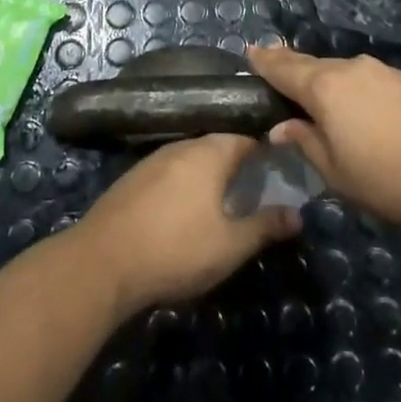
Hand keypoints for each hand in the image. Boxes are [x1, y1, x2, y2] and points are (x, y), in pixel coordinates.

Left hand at [73, 134, 300, 315]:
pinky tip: (183, 214)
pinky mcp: (131, 179)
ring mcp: (152, 160)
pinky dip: (182, 187)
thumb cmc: (176, 249)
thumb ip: (266, 226)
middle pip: (217, 147)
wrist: (102, 262)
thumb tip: (298, 214)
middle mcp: (181, 146)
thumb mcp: (231, 245)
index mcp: (210, 152)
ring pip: (191, 160)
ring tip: (222, 206)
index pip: (246, 139)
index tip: (279, 174)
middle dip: (237, 166)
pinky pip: (168, 174)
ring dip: (208, 177)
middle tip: (254, 193)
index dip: (265, 154)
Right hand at [246, 43, 400, 242]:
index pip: (284, 68)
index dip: (264, 61)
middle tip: (273, 71)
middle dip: (291, 68)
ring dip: (323, 81)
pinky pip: (365, 80)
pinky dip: (349, 89)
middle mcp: (351, 69)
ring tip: (311, 95)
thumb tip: (284, 127)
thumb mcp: (338, 173)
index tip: (249, 52)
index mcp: (325, 87)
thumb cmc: (392, 178)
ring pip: (340, 72)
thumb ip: (307, 144)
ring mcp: (383, 72)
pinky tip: (353, 107)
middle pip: (312, 65)